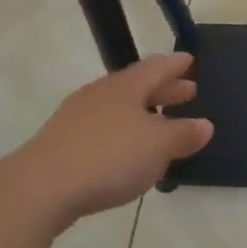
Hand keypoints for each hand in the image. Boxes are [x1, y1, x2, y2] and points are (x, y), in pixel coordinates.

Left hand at [11, 53, 213, 221]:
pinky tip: (124, 151)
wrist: (41, 187)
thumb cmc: (109, 157)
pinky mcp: (61, 143)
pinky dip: (120, 132)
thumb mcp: (158, 147)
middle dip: (163, 90)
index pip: (157, 67)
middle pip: (137, 85)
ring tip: (157, 123)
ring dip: (141, 112)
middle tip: (186, 92)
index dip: (175, 65)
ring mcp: (76, 117)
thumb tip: (205, 124)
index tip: (189, 60)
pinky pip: (100, 128)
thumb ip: (183, 134)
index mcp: (126, 86)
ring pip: (117, 106)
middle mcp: (101, 93)